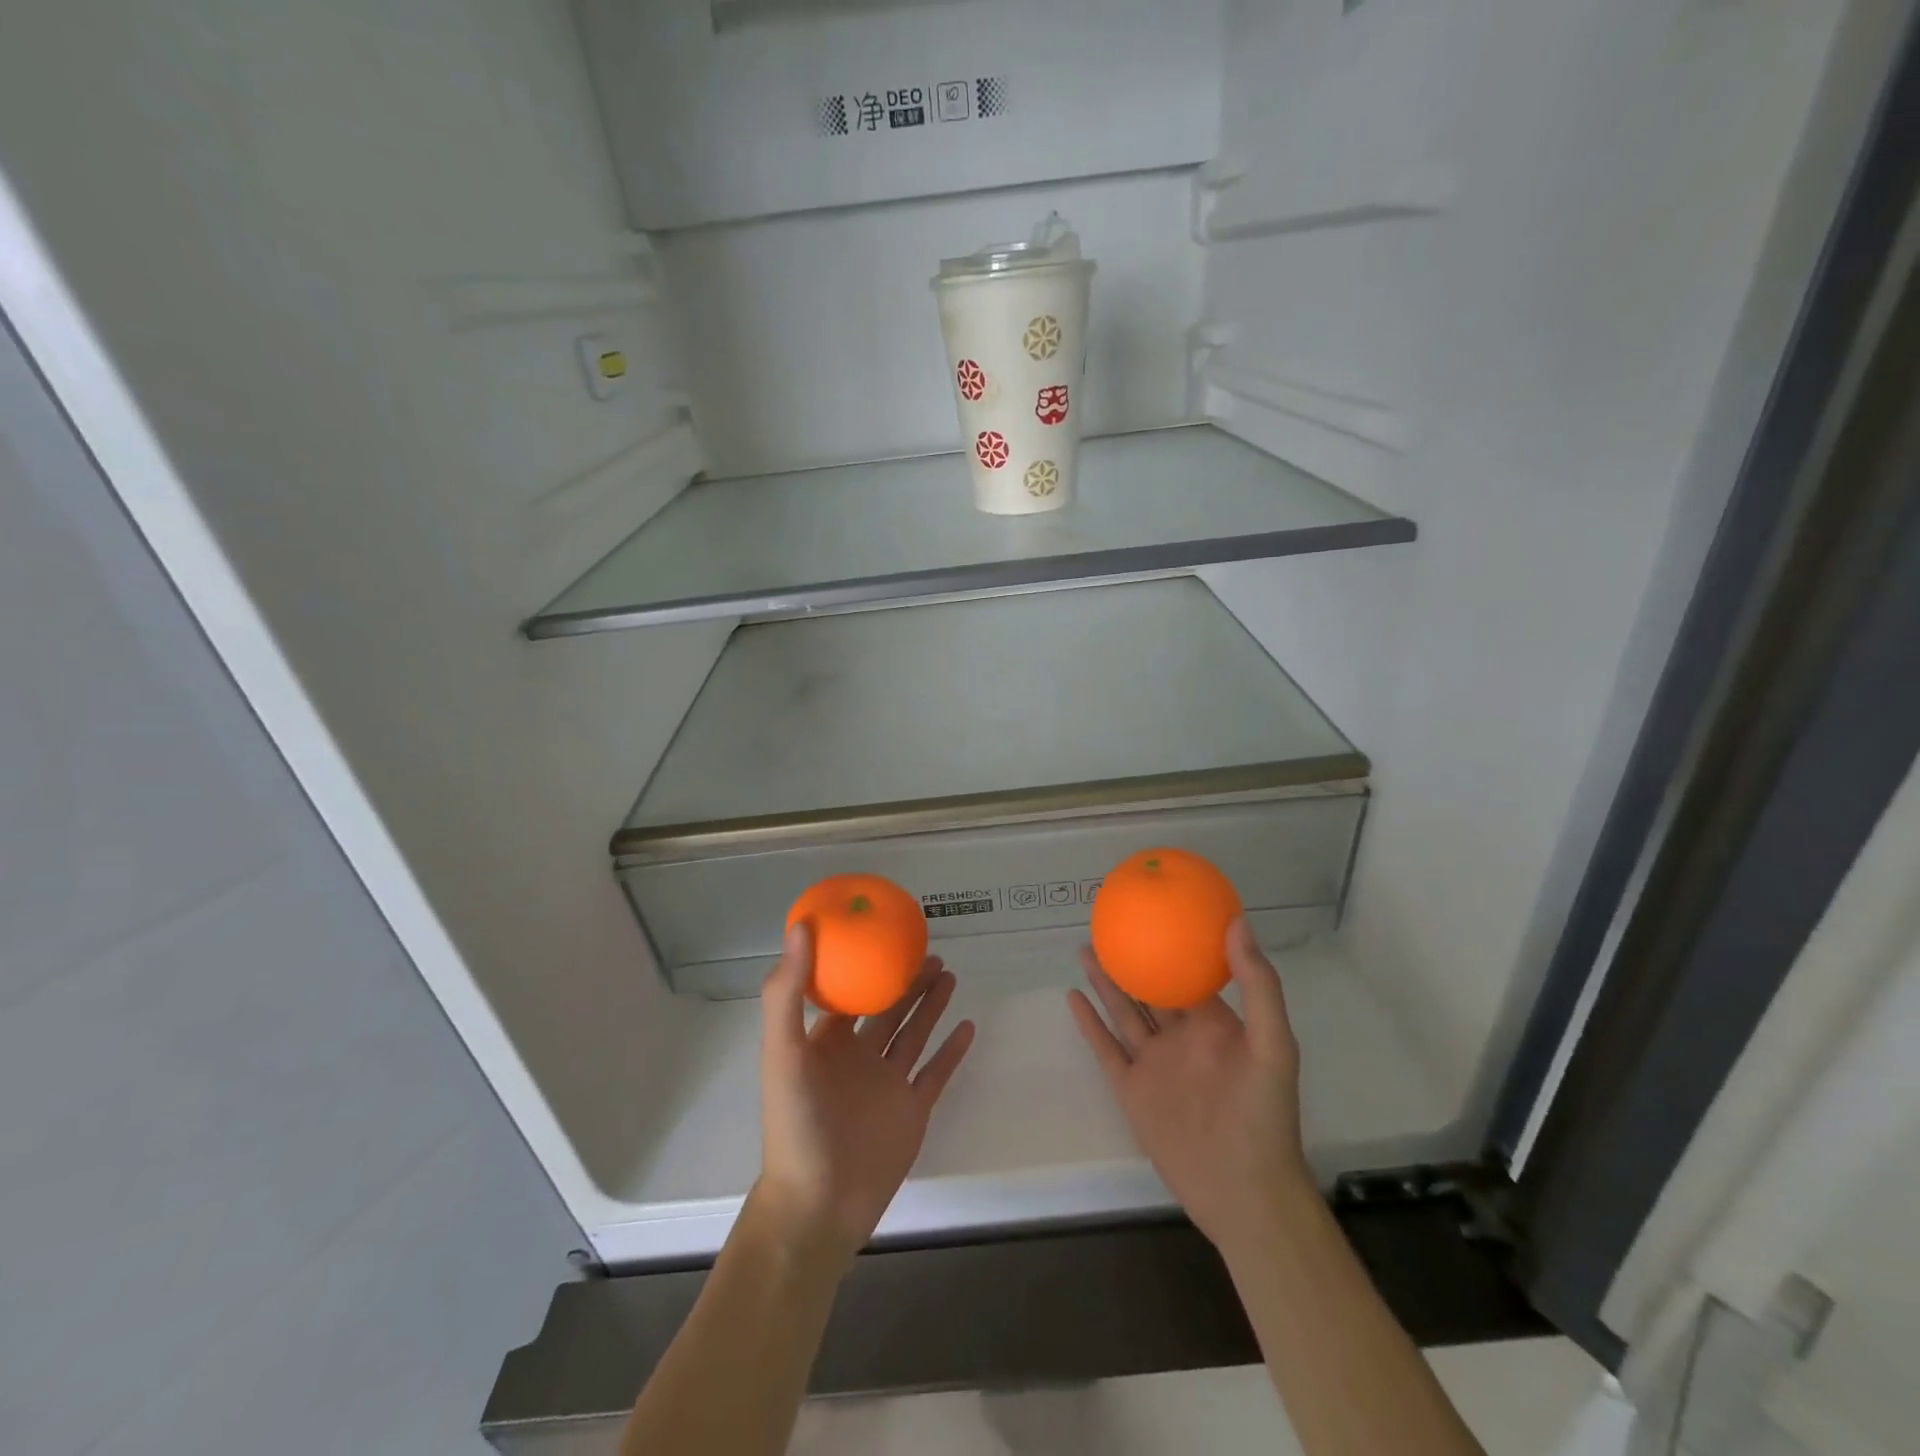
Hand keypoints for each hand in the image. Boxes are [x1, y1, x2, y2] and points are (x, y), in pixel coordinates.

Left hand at [756, 924, 975, 1263]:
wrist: (819, 1203)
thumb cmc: (796, 1123)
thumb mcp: (783, 1050)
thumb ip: (787, 992)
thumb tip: (800, 927)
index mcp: (826, 1043)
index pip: (846, 994)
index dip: (861, 966)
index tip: (880, 936)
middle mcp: (858, 1058)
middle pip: (888, 1009)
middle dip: (906, 981)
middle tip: (929, 952)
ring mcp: (887, 1085)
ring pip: (914, 1034)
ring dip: (930, 1005)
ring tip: (948, 973)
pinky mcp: (912, 1111)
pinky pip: (936, 1072)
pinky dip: (951, 1050)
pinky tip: (968, 1025)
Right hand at [1068, 918, 1312, 1253]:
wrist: (1242, 1191)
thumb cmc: (1264, 1114)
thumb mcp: (1272, 1044)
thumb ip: (1258, 985)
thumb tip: (1236, 922)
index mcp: (1213, 1025)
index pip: (1190, 975)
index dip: (1174, 945)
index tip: (1157, 915)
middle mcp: (1180, 1038)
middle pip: (1149, 989)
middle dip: (1131, 959)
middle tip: (1108, 926)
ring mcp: (1153, 1064)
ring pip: (1123, 1012)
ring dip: (1105, 982)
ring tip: (1086, 950)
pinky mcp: (1132, 1090)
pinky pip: (1106, 1048)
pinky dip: (1089, 1023)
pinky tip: (1073, 997)